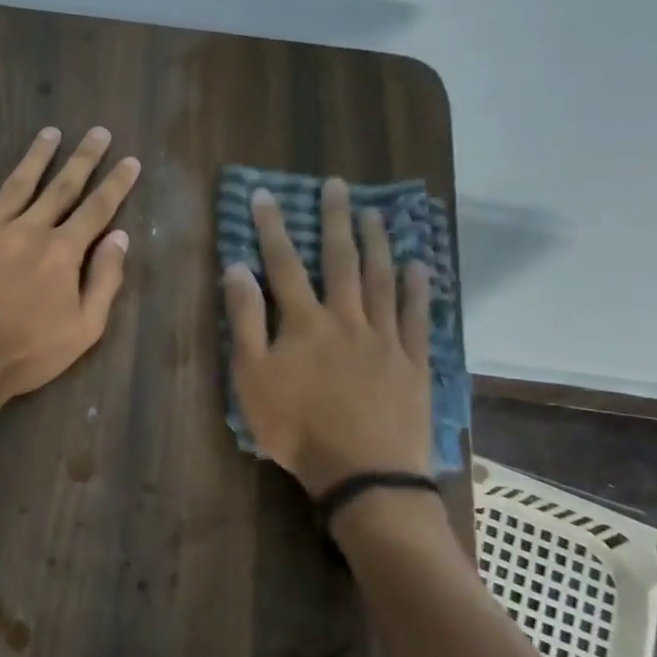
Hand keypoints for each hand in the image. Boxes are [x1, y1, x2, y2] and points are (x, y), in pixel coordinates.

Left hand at [0, 127, 140, 411]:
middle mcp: (28, 230)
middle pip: (60, 187)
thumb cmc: (28, 353)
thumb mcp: (83, 328)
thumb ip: (104, 280)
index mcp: (62, 252)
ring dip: (36, 157)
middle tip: (97, 131)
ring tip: (49, 132)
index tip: (130, 160)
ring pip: (16, 185)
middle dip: (83, 158)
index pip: (97, 210)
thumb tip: (119, 238)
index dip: (116, 184)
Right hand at [223, 177, 431, 494]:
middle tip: (336, 185)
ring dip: (377, 243)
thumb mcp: (252, 377)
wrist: (362, 471)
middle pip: (340, 260)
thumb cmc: (296, 427)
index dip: (272, 227)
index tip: (265, 194)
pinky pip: (417, 316)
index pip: (283, 264)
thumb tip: (237, 268)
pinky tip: (419, 265)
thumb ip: (245, 320)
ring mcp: (384, 337)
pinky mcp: (413, 361)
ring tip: (376, 212)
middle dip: (334, 220)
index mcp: (304, 322)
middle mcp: (346, 318)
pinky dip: (418, 288)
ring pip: (381, 279)